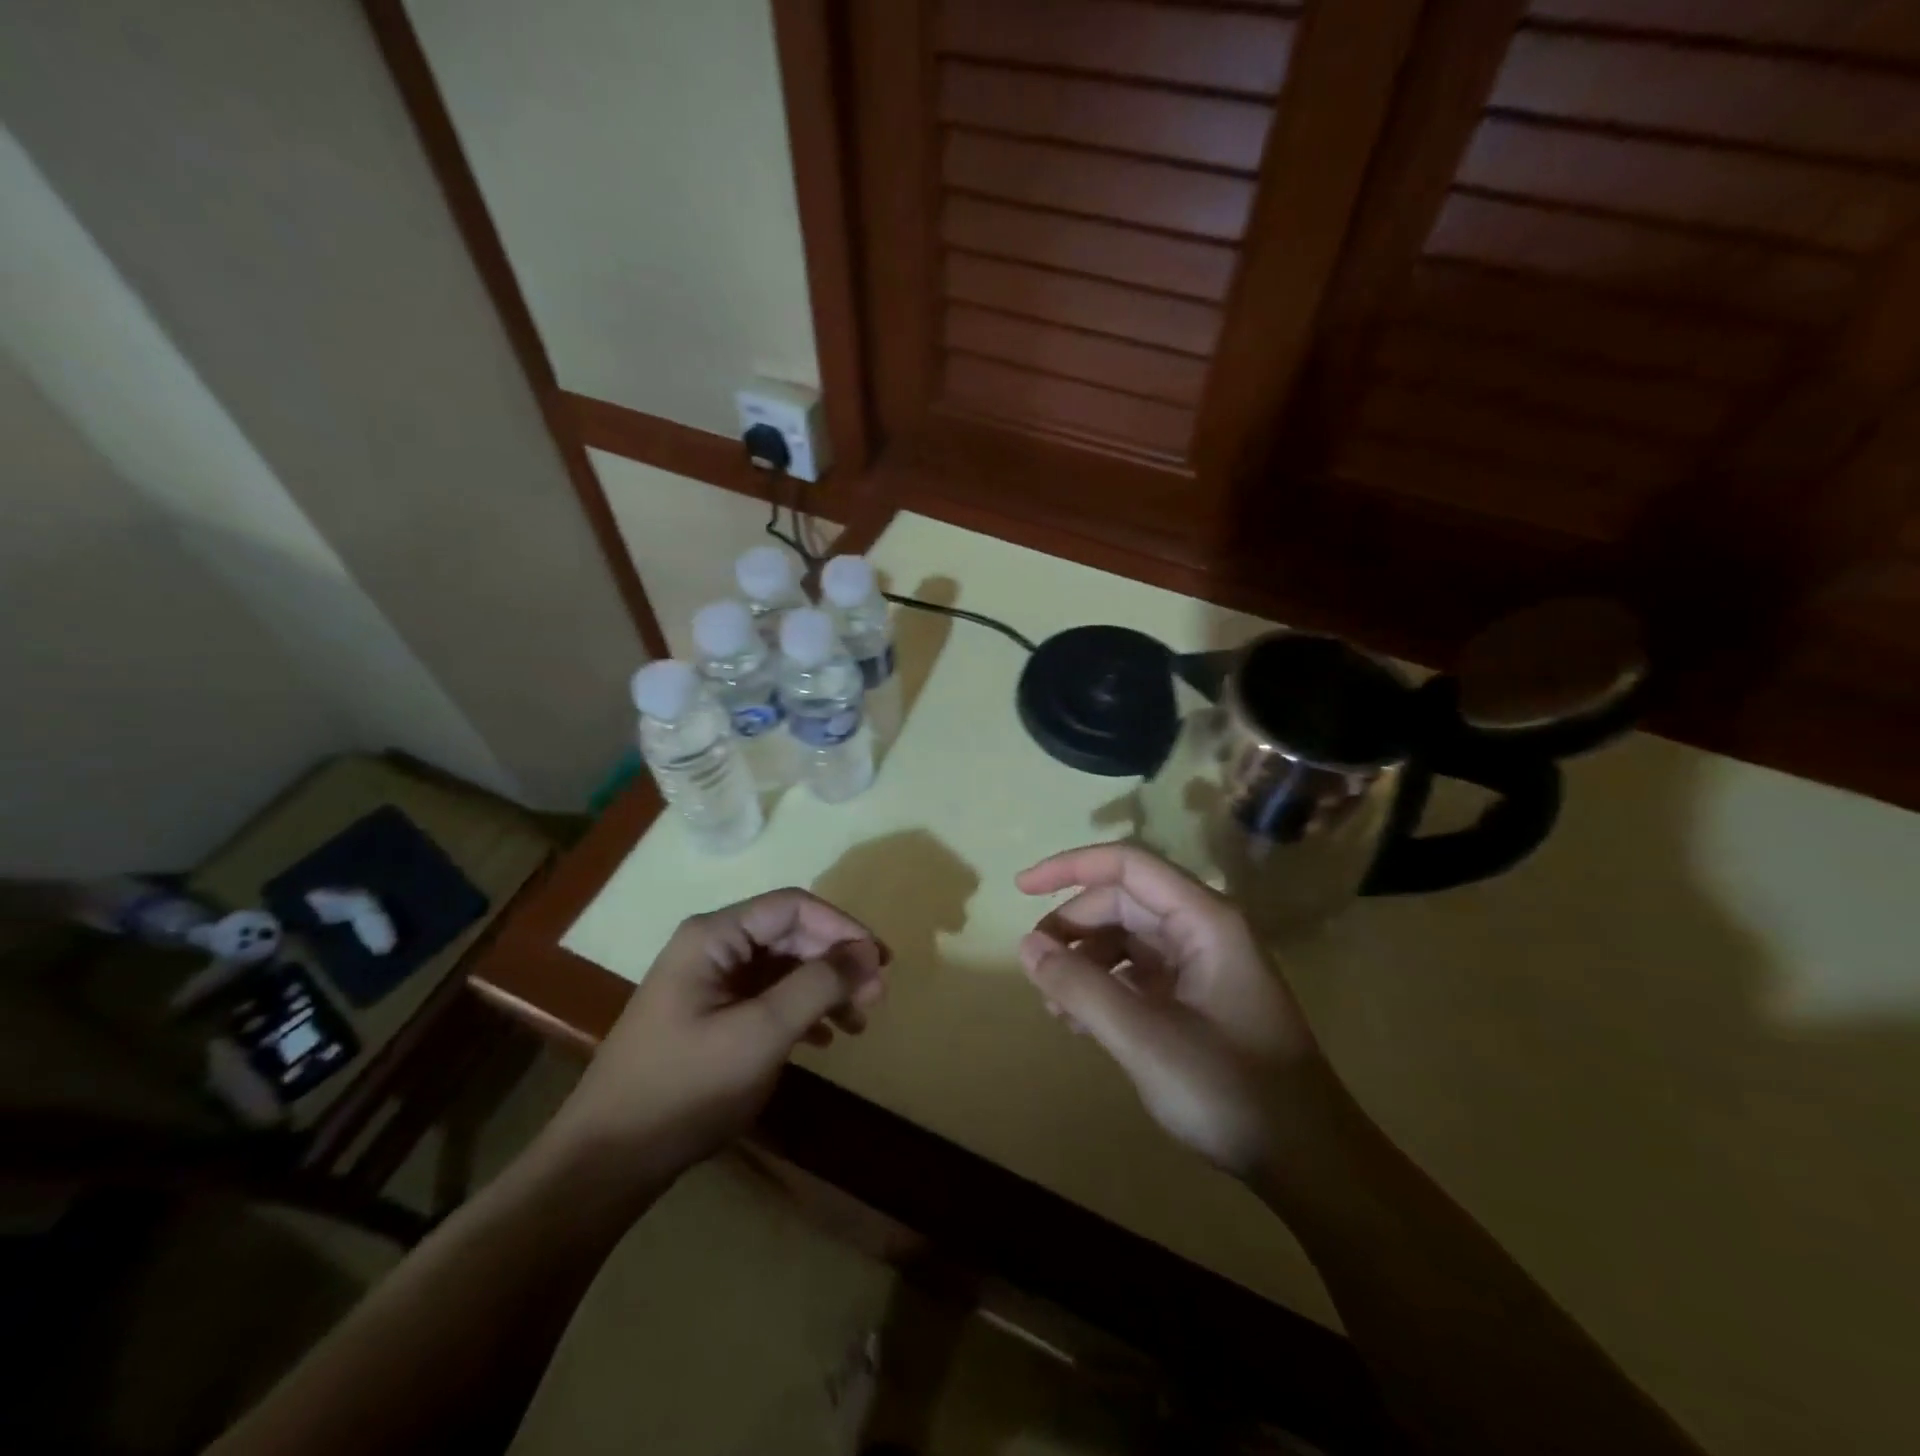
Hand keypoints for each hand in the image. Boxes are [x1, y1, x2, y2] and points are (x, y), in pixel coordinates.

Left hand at [543, 889, 886, 1185]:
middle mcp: (712, 947)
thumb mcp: (761, 1034)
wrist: (608, 1160)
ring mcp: (710, 982)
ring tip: (859, 1023)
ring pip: (783, 967)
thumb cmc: (686, 1087)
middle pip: (791, 934)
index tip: (881, 962)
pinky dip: (802, 1011)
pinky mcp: (712, 1014)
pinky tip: (825, 1039)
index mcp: (715, 936)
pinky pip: (768, 996)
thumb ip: (817, 985)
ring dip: (824, 988)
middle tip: (876, 998)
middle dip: (836, 961)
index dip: (842, 927)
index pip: (794, 906)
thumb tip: (868, 952)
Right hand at [1016, 843, 1334, 1179]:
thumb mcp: (1143, 1037)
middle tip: (1034, 966)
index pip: (1127, 865)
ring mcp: (1203, 966)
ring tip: (1053, 1004)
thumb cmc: (1230, 1090)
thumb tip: (1027, 945)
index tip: (1021, 888)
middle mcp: (1204, 930)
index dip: (1069, 867)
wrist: (1310, 1162)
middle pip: (1123, 902)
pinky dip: (1105, 988)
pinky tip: (1080, 1023)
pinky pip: (1140, 974)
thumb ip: (1080, 987)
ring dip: (1085, 961)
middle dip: (1073, 926)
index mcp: (1204, 919)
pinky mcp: (1200, 1000)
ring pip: (1128, 939)